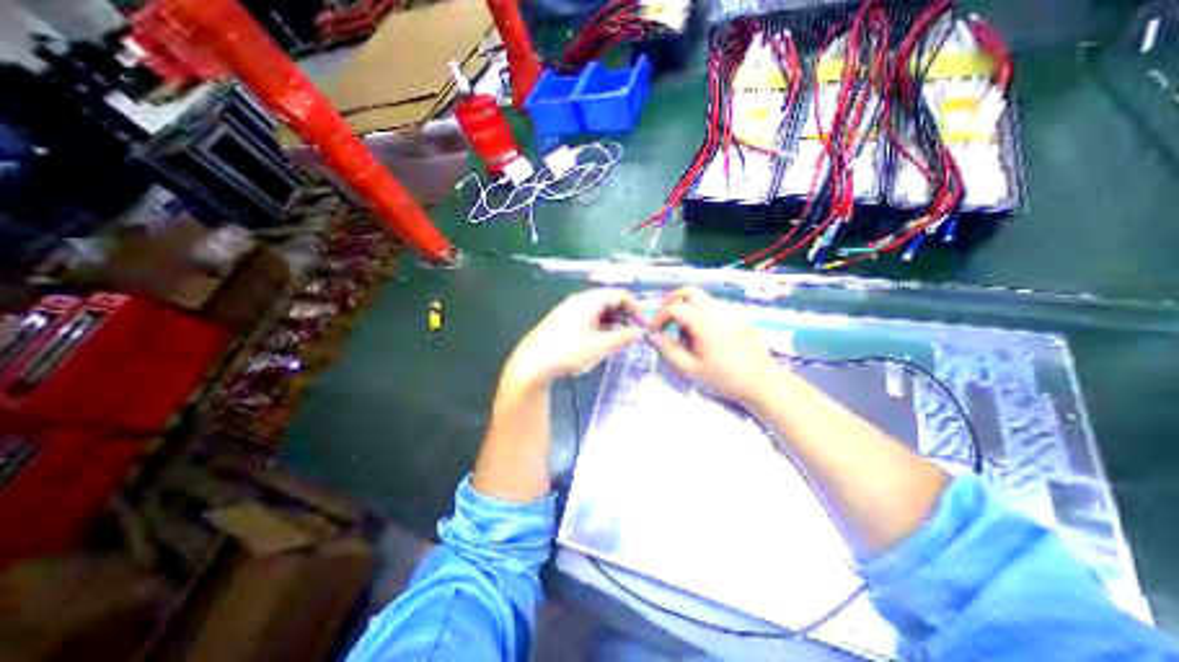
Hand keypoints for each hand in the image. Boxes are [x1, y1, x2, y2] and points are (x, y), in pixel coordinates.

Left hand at [499, 289, 639, 388]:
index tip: (644, 325)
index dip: (636, 308)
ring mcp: (568, 312)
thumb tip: (639, 332)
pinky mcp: (561, 323)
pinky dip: (600, 328)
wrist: (531, 365)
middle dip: (625, 316)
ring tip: (621, 341)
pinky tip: (602, 343)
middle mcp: (578, 301)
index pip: (619, 295)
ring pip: (598, 312)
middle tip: (635, 334)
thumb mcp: (600, 346)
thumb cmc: (568, 352)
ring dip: (613, 324)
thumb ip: (622, 337)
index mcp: (589, 300)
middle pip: (608, 302)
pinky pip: (587, 320)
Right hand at [644, 287, 781, 402]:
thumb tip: (652, 336)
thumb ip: (668, 350)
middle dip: (672, 302)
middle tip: (665, 320)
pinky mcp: (739, 317)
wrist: (763, 383)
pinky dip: (701, 315)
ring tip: (687, 337)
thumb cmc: (724, 378)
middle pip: (689, 292)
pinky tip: (705, 337)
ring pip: (701, 300)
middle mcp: (717, 310)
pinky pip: (714, 308)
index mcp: (704, 322)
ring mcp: (730, 312)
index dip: (659, 316)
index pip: (674, 307)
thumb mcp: (690, 369)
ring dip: (687, 310)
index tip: (655, 332)